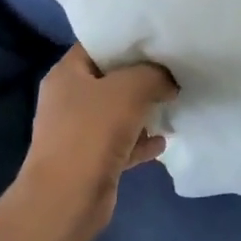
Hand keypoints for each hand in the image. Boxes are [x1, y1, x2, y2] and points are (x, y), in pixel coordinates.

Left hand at [15, 45, 177, 240]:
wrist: (68, 198)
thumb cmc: (92, 132)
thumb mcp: (130, 89)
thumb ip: (154, 75)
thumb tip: (167, 82)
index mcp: (67, 74)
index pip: (98, 45)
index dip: (128, 42)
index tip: (159, 42)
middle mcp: (69, 99)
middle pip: (111, 79)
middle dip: (143, 78)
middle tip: (174, 73)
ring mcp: (78, 132)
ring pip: (118, 113)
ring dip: (144, 111)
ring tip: (173, 105)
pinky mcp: (91, 160)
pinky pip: (122, 143)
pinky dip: (141, 141)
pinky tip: (164, 141)